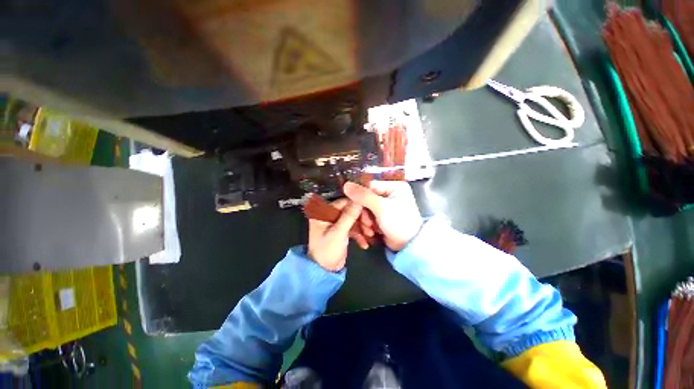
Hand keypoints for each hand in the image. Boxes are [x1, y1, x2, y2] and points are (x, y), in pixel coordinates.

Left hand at [307, 199, 363, 271]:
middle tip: (370, 226)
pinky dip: (359, 234)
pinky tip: (364, 243)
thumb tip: (359, 201)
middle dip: (361, 218)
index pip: (343, 203)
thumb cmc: (327, 250)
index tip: (368, 213)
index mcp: (323, 213)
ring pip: (352, 219)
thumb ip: (349, 216)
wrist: (325, 271)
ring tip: (370, 235)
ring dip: (362, 227)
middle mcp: (329, 215)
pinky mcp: (341, 231)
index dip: (356, 207)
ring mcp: (336, 224)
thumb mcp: (338, 232)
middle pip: (349, 211)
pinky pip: (352, 228)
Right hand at [344, 181, 422, 251]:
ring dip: (365, 220)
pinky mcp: (382, 216)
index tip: (354, 207)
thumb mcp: (381, 207)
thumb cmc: (398, 223)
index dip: (359, 196)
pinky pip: (369, 216)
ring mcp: (386, 205)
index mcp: (393, 186)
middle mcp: (390, 193)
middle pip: (366, 198)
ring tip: (370, 230)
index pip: (369, 185)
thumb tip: (346, 185)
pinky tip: (372, 232)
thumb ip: (363, 195)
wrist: (408, 246)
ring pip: (366, 208)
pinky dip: (368, 224)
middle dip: (364, 213)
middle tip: (367, 223)